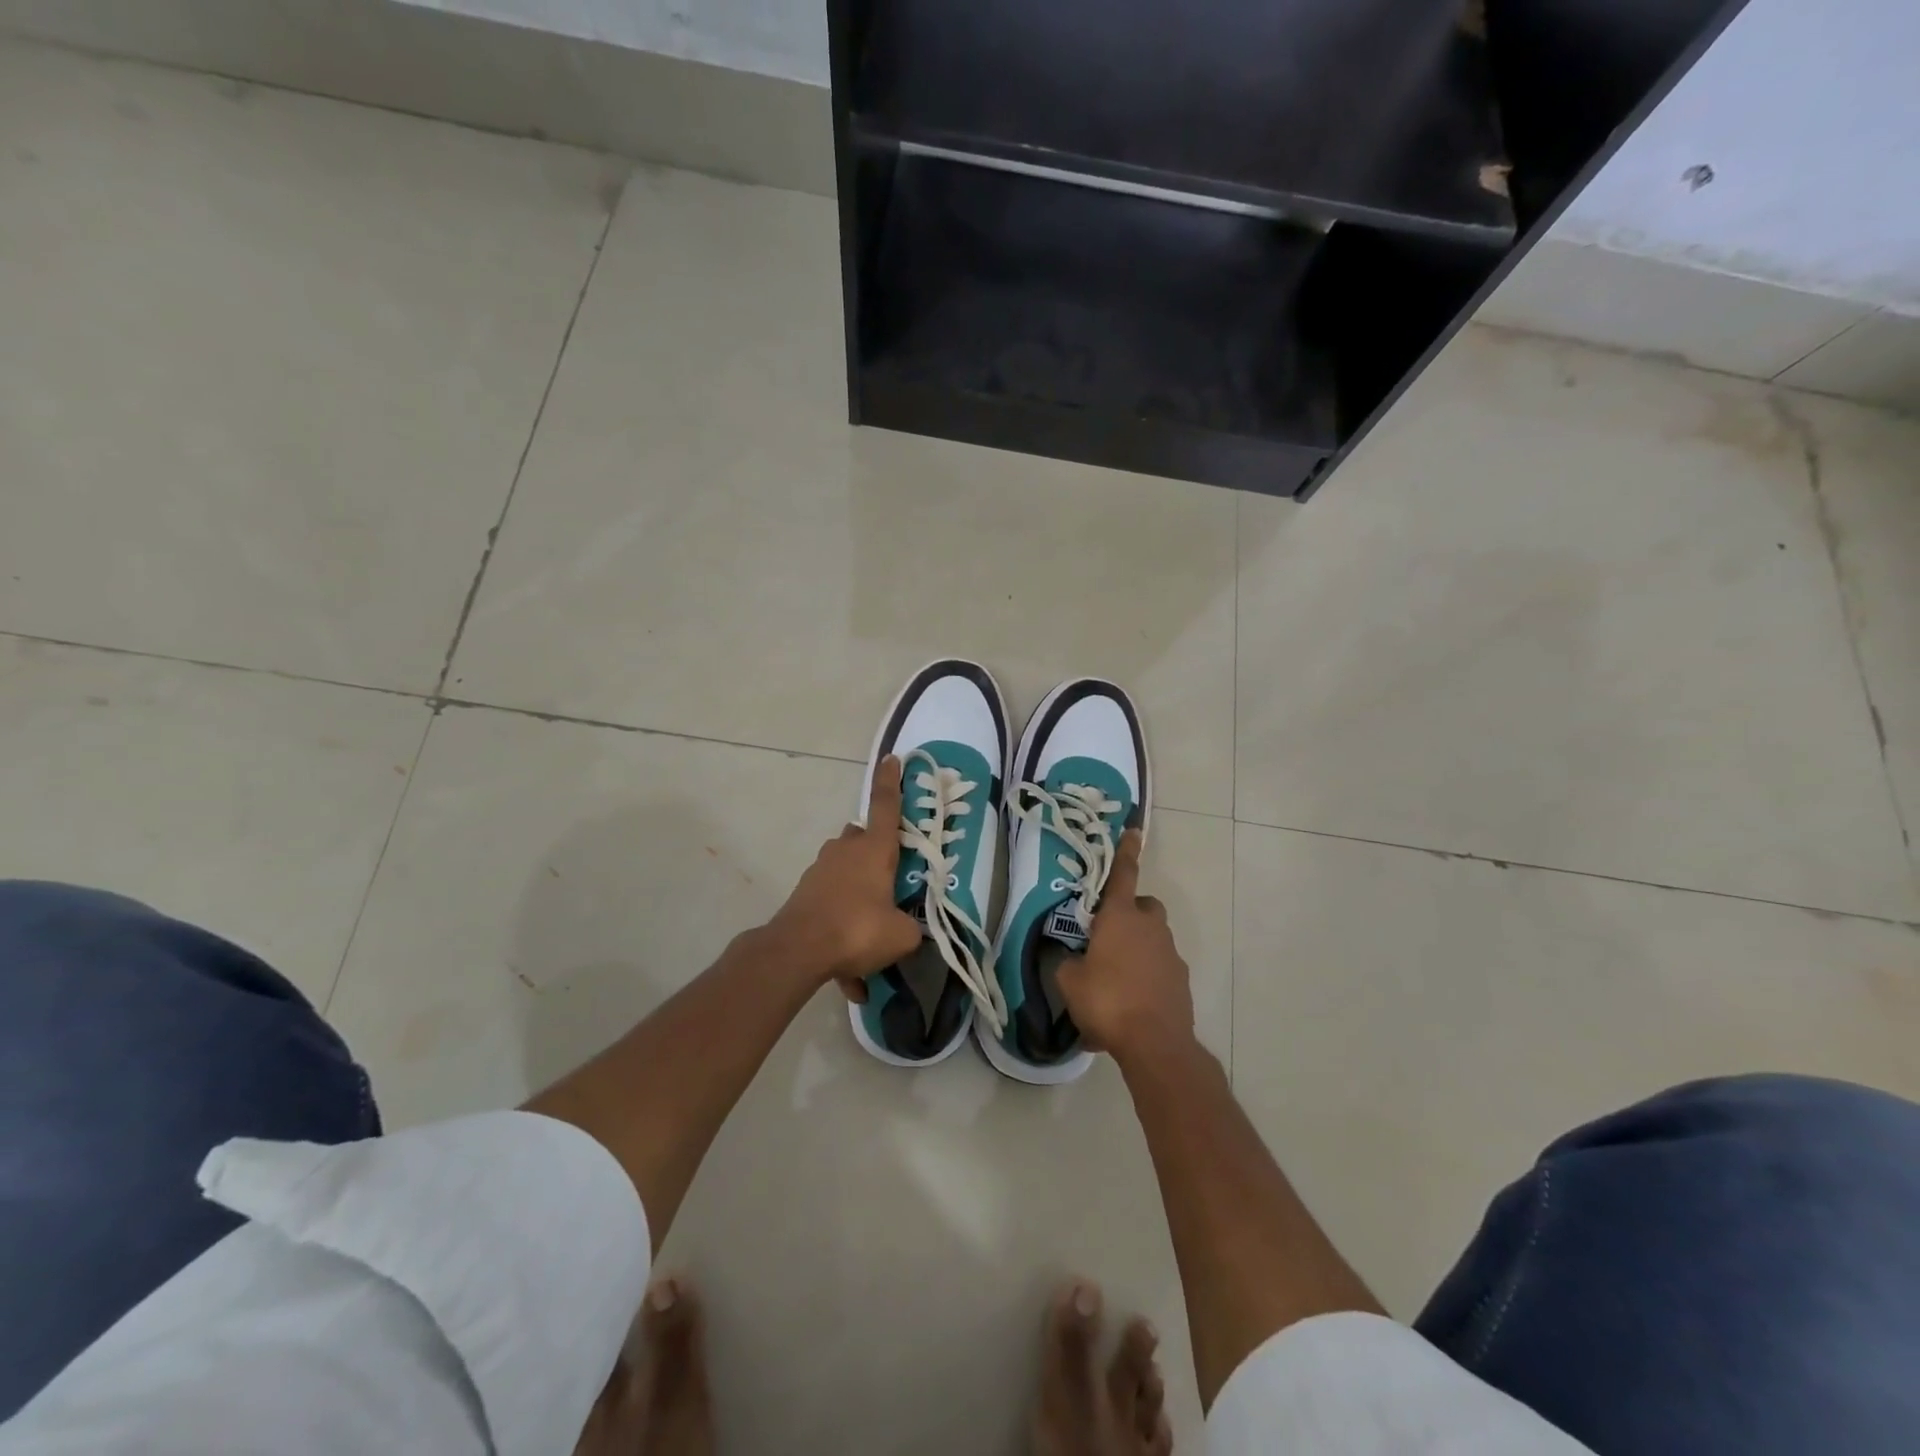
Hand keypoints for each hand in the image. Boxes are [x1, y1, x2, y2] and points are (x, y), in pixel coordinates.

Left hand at [765, 755, 920, 991]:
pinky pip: (829, 902)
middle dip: (875, 850)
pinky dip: (840, 926)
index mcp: (875, 850)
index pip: (888, 807)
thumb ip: (911, 928)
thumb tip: (908, 930)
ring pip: (844, 868)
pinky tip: (847, 972)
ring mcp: (821, 869)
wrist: (798, 950)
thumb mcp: (901, 935)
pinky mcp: (804, 892)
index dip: (891, 781)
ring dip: (857, 891)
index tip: (891, 758)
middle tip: (889, 878)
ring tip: (869, 935)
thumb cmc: (858, 929)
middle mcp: (846, 850)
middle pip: (863, 838)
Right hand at [1057, 830, 1194, 1067]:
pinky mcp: (1181, 981)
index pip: (1123, 874)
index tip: (1134, 830)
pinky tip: (1128, 1007)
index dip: (1126, 851)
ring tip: (1113, 982)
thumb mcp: (1070, 981)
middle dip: (1129, 914)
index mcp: (1121, 917)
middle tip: (1107, 936)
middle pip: (1143, 907)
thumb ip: (1068, 963)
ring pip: (1152, 940)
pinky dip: (1146, 979)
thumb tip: (1073, 960)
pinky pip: (1158, 970)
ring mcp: (1170, 954)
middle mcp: (1150, 927)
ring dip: (1136, 950)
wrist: (1155, 1044)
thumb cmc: (1107, 1000)